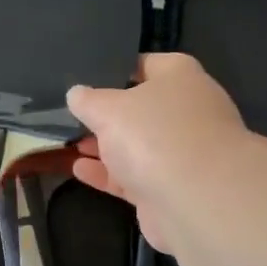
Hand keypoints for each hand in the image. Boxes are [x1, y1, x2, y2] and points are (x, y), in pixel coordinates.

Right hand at [67, 53, 246, 253]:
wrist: (197, 201)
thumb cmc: (154, 135)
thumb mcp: (108, 108)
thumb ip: (88, 100)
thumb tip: (77, 93)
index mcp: (180, 77)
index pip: (145, 64)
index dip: (115, 69)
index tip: (84, 78)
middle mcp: (186, 111)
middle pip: (140, 108)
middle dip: (106, 114)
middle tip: (71, 115)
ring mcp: (182, 152)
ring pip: (136, 144)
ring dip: (104, 146)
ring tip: (69, 143)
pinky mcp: (171, 188)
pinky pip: (134, 175)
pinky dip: (108, 173)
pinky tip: (79, 170)